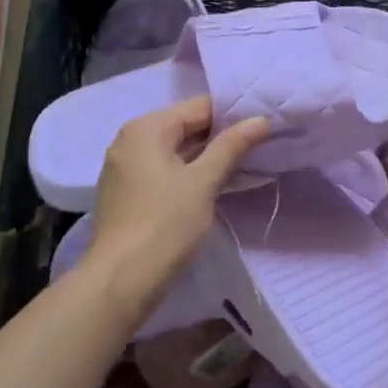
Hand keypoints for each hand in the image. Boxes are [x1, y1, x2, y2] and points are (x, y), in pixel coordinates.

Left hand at [85, 96, 269, 321]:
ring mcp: (126, 167)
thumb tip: (261, 119)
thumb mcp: (204, 181)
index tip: (265, 123)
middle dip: (222, 135)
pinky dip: (190, 173)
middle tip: (262, 142)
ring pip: (177, 151)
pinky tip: (216, 183)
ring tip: (247, 161)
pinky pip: (165, 170)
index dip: (234, 114)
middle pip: (186, 126)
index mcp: (146, 128)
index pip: (199, 107)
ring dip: (208, 156)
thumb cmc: (165, 224)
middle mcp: (131, 139)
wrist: (122, 280)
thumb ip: (232, 145)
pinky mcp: (129, 192)